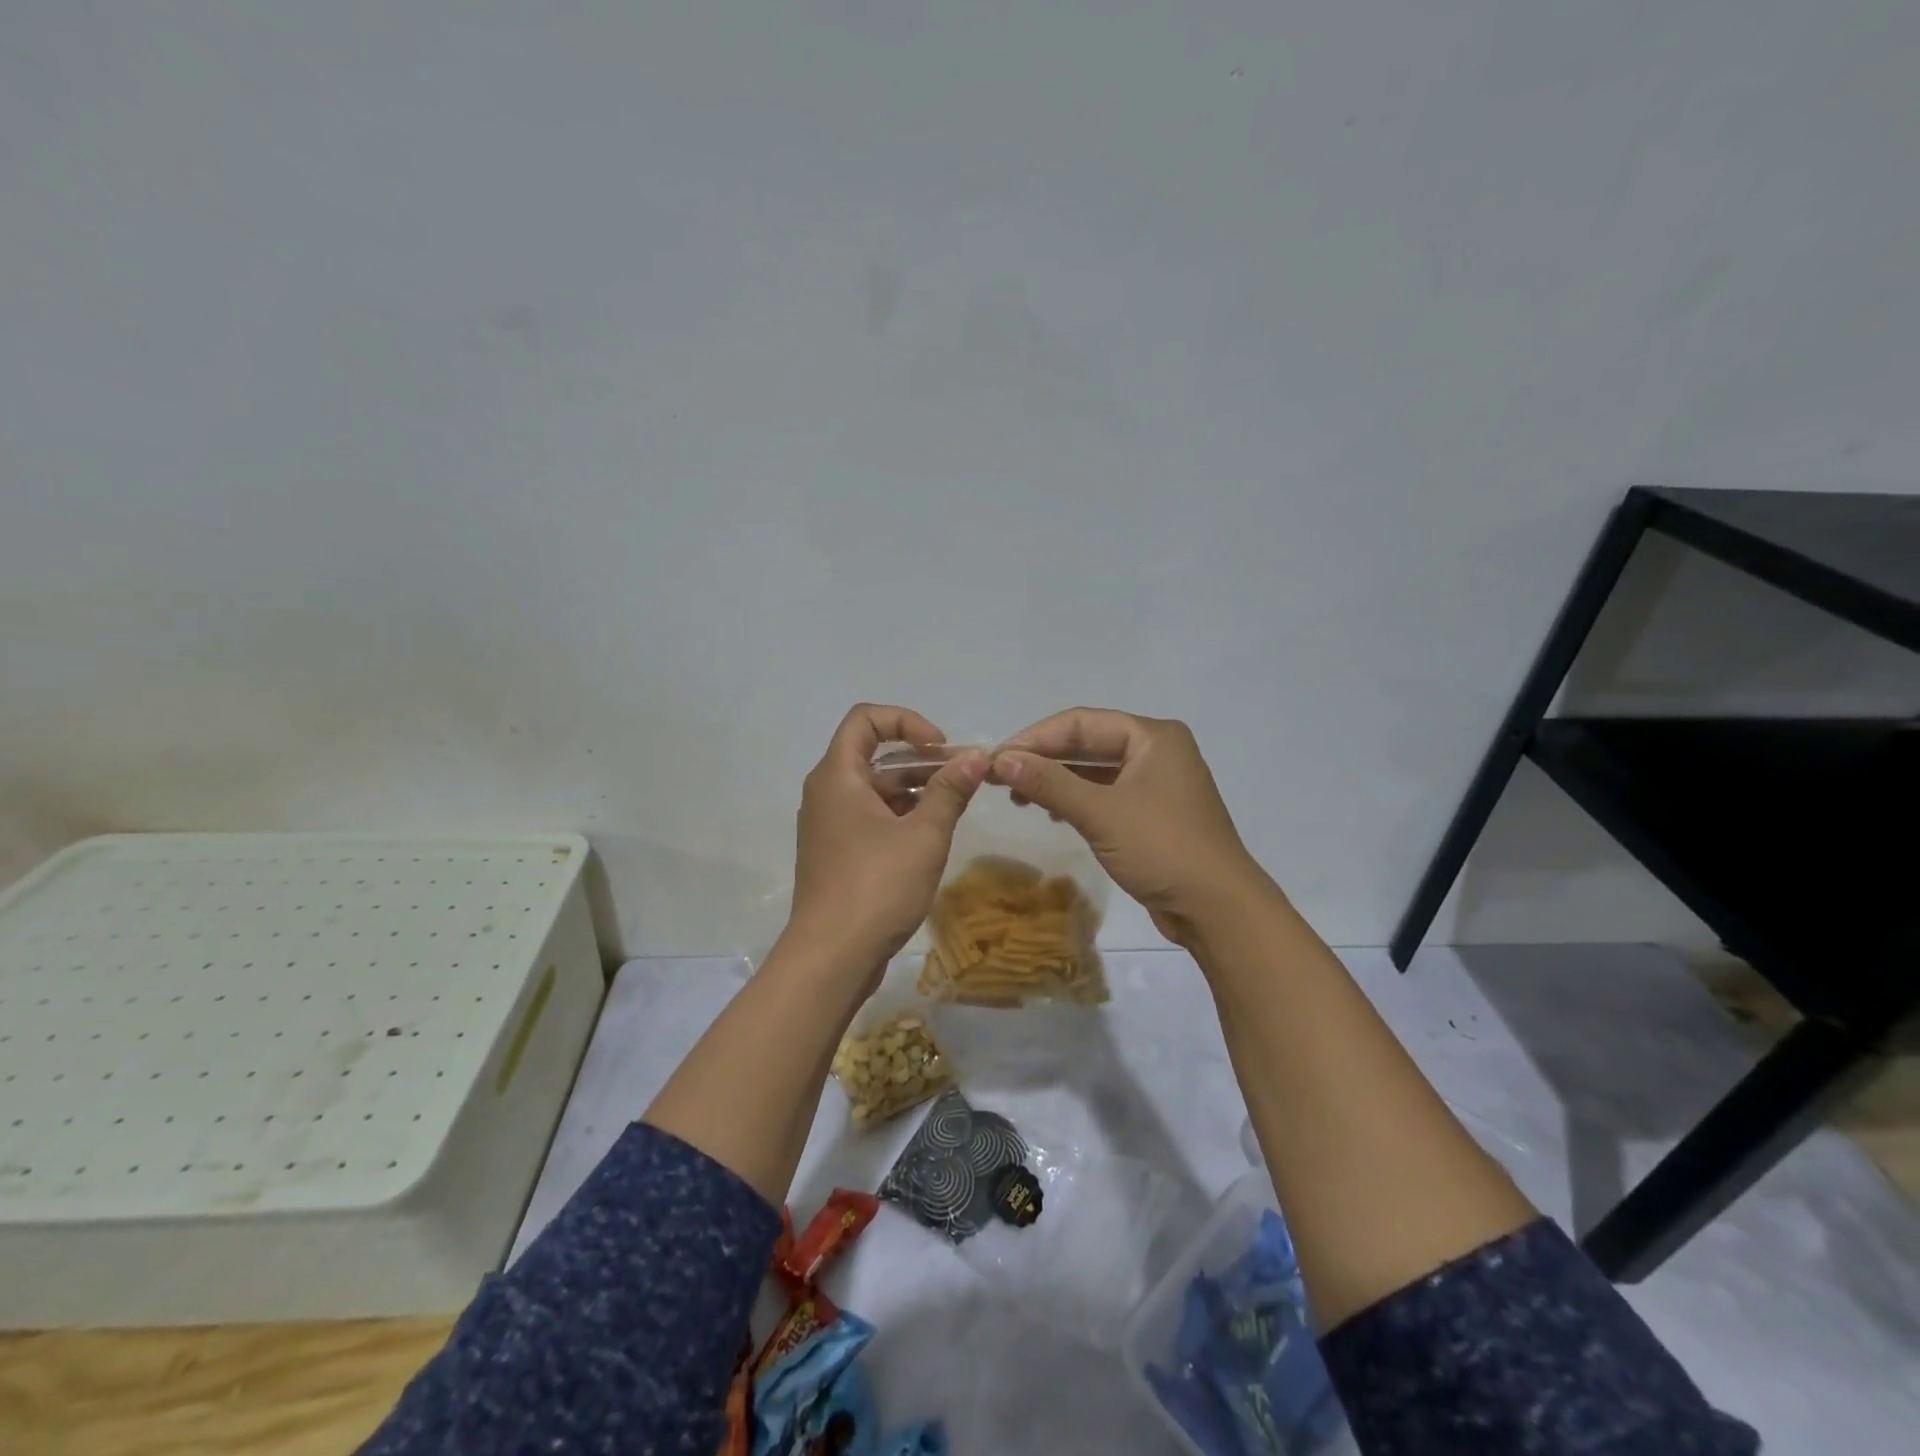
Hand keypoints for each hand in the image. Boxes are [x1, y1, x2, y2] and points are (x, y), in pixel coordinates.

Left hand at [783, 704, 987, 979]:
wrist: (831, 958)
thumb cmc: (877, 887)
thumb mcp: (924, 835)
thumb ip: (950, 790)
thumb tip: (977, 755)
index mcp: (837, 776)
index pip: (866, 719)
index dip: (907, 721)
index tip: (941, 747)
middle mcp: (826, 792)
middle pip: (872, 754)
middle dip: (920, 758)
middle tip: (962, 776)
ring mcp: (828, 825)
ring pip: (873, 788)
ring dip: (913, 788)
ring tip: (955, 805)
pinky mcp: (835, 852)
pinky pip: (869, 816)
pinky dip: (899, 814)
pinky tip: (931, 834)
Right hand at [991, 708, 1267, 945]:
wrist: (1218, 909)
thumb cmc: (1162, 849)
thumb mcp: (1100, 813)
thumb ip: (1049, 783)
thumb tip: (1000, 760)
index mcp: (1152, 736)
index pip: (1080, 722)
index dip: (1034, 738)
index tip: (996, 758)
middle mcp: (1156, 751)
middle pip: (1087, 743)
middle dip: (1043, 759)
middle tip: (999, 778)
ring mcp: (1157, 783)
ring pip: (1095, 771)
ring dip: (1057, 780)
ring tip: (1018, 797)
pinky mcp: (1153, 813)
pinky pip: (1106, 794)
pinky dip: (1076, 800)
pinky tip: (1053, 814)